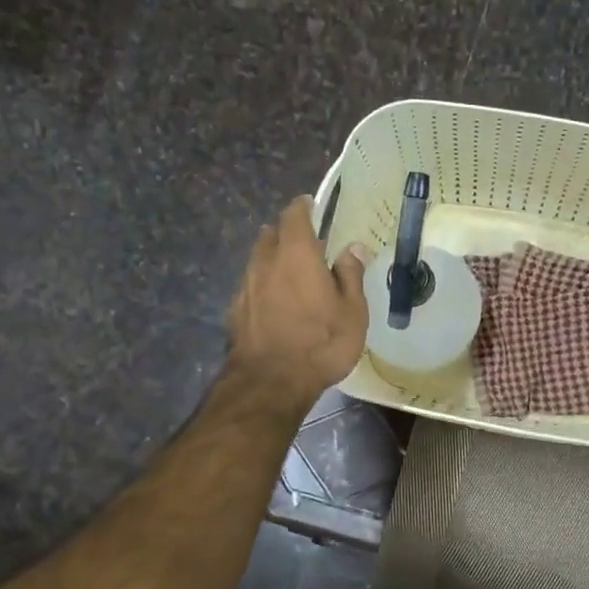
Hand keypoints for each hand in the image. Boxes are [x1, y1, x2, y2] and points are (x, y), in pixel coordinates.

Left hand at [226, 197, 369, 412]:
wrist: (271, 383)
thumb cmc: (321, 343)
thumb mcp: (352, 311)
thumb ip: (351, 275)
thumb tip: (353, 248)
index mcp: (297, 253)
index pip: (294, 215)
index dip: (303, 207)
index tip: (312, 206)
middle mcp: (266, 261)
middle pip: (271, 234)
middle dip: (286, 232)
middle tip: (306, 243)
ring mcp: (246, 286)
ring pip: (258, 259)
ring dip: (273, 259)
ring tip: (290, 272)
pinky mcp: (235, 311)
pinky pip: (251, 286)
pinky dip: (263, 285)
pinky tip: (275, 303)